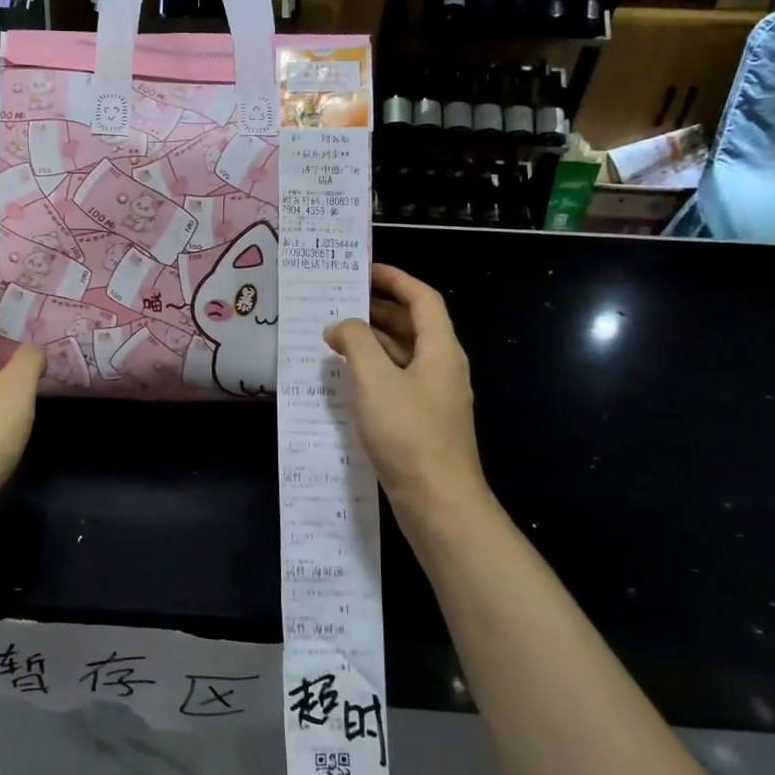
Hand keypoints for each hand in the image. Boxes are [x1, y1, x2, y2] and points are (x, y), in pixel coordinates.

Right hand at [324, 265, 490, 531]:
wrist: (439, 503)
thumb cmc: (408, 434)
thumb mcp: (375, 380)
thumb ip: (356, 342)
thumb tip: (340, 326)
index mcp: (440, 350)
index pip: (423, 299)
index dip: (396, 279)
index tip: (364, 270)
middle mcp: (442, 367)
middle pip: (412, 325)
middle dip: (378, 310)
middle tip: (339, 304)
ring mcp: (433, 396)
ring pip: (402, 355)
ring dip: (371, 342)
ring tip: (333, 338)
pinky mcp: (422, 421)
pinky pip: (396, 382)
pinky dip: (373, 371)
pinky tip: (345, 380)